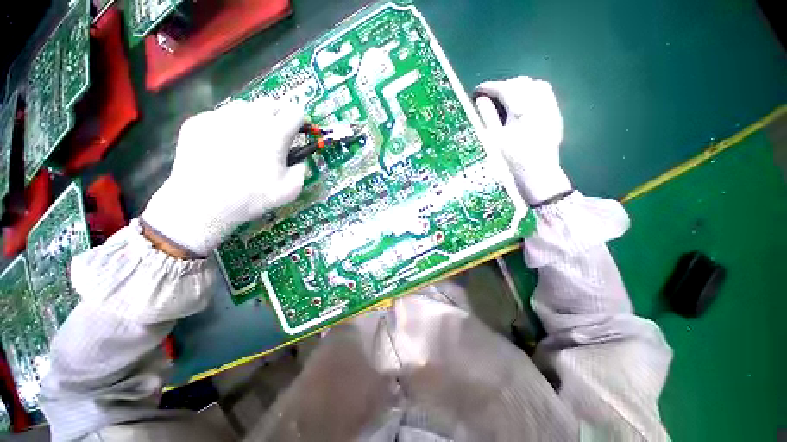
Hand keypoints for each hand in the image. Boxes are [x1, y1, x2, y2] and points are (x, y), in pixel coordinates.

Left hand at [141, 98, 306, 256]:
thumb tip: (300, 160)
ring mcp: (220, 116)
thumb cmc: (252, 198)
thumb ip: (302, 170)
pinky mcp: (198, 121)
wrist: (202, 204)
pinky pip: (221, 115)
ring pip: (245, 106)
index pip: (295, 111)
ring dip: (254, 118)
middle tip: (275, 136)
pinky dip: (229, 126)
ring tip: (248, 140)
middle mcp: (249, 117)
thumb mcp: (290, 190)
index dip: (300, 120)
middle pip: (271, 102)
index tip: (298, 131)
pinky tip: (224, 147)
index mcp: (274, 133)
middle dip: (278, 116)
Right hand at [475, 76, 571, 204]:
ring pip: (535, 86)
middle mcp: (538, 103)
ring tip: (507, 100)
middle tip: (490, 98)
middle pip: (521, 83)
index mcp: (521, 108)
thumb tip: (481, 99)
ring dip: (519, 88)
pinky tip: (524, 108)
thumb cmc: (510, 160)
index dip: (488, 87)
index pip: (503, 88)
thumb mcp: (493, 139)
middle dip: (503, 86)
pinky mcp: (555, 117)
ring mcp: (549, 109)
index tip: (477, 91)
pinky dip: (532, 95)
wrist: (536, 175)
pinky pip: (545, 96)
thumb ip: (487, 116)